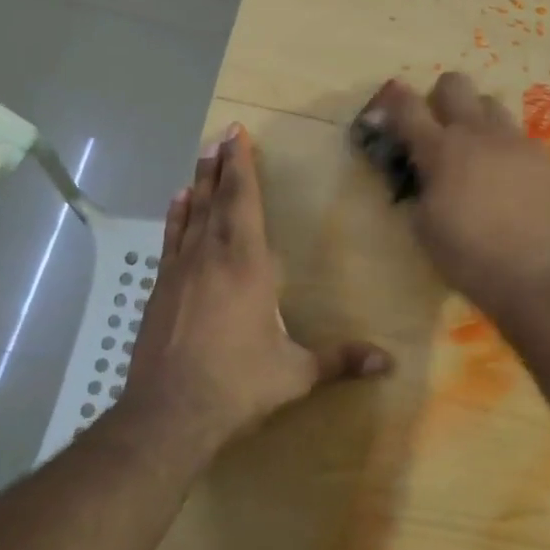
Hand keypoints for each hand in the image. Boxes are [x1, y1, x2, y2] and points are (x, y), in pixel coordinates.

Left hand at [121, 123, 391, 451]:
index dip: (242, 166)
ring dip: (198, 185)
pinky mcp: (160, 291)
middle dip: (220, 166)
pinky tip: (177, 204)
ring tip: (201, 159)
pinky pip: (171, 240)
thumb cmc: (237, 385)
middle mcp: (210, 257)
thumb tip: (389, 362)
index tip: (237, 134)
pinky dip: (176, 218)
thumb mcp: (295, 374)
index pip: (244, 202)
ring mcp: (180, 272)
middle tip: (221, 136)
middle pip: (216, 200)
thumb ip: (340, 360)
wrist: (168, 414)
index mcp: (245, 265)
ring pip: (191, 215)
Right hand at [355, 74, 549, 315]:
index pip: (408, 108)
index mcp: (440, 150)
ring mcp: (515, 141)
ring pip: (492, 104)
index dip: (396, 99)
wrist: (535, 275)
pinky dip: (506, 148)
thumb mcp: (424, 226)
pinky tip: (509, 177)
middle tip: (440, 125)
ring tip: (478, 150)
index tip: (392, 99)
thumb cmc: (467, 257)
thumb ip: (419, 189)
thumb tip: (422, 174)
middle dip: (442, 96)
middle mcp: (478, 133)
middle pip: (456, 83)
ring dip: (477, 118)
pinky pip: (519, 136)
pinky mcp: (544, 157)